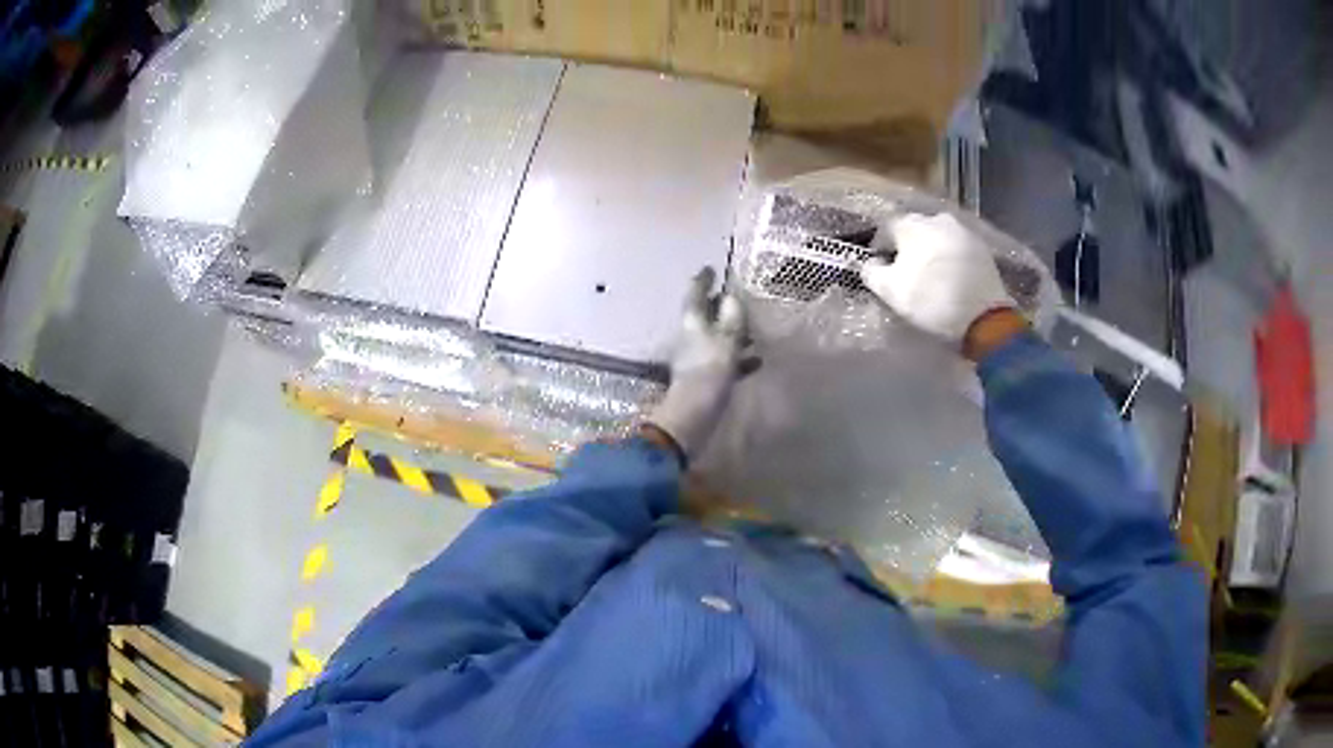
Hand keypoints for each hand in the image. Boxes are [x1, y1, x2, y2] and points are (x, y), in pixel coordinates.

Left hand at [647, 268, 747, 461]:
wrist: (692, 419)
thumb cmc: (708, 376)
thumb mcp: (725, 344)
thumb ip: (731, 320)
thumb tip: (731, 298)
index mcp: (693, 324)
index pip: (695, 294)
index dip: (702, 280)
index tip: (710, 269)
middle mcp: (692, 338)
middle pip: (704, 315)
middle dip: (718, 305)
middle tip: (736, 296)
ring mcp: (698, 359)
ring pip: (716, 337)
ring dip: (732, 331)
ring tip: (753, 326)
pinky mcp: (706, 379)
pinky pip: (725, 360)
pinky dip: (739, 356)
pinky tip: (757, 359)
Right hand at [861, 213, 1017, 349]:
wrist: (984, 316)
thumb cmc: (931, 300)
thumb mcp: (890, 291)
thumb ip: (871, 273)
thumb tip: (870, 264)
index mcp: (910, 224)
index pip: (884, 230)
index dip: (880, 251)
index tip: (881, 271)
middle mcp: (935, 218)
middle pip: (913, 231)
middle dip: (908, 249)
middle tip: (907, 275)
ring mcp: (962, 230)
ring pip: (937, 238)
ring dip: (931, 253)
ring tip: (932, 277)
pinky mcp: (981, 247)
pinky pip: (957, 249)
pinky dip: (951, 260)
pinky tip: (952, 279)